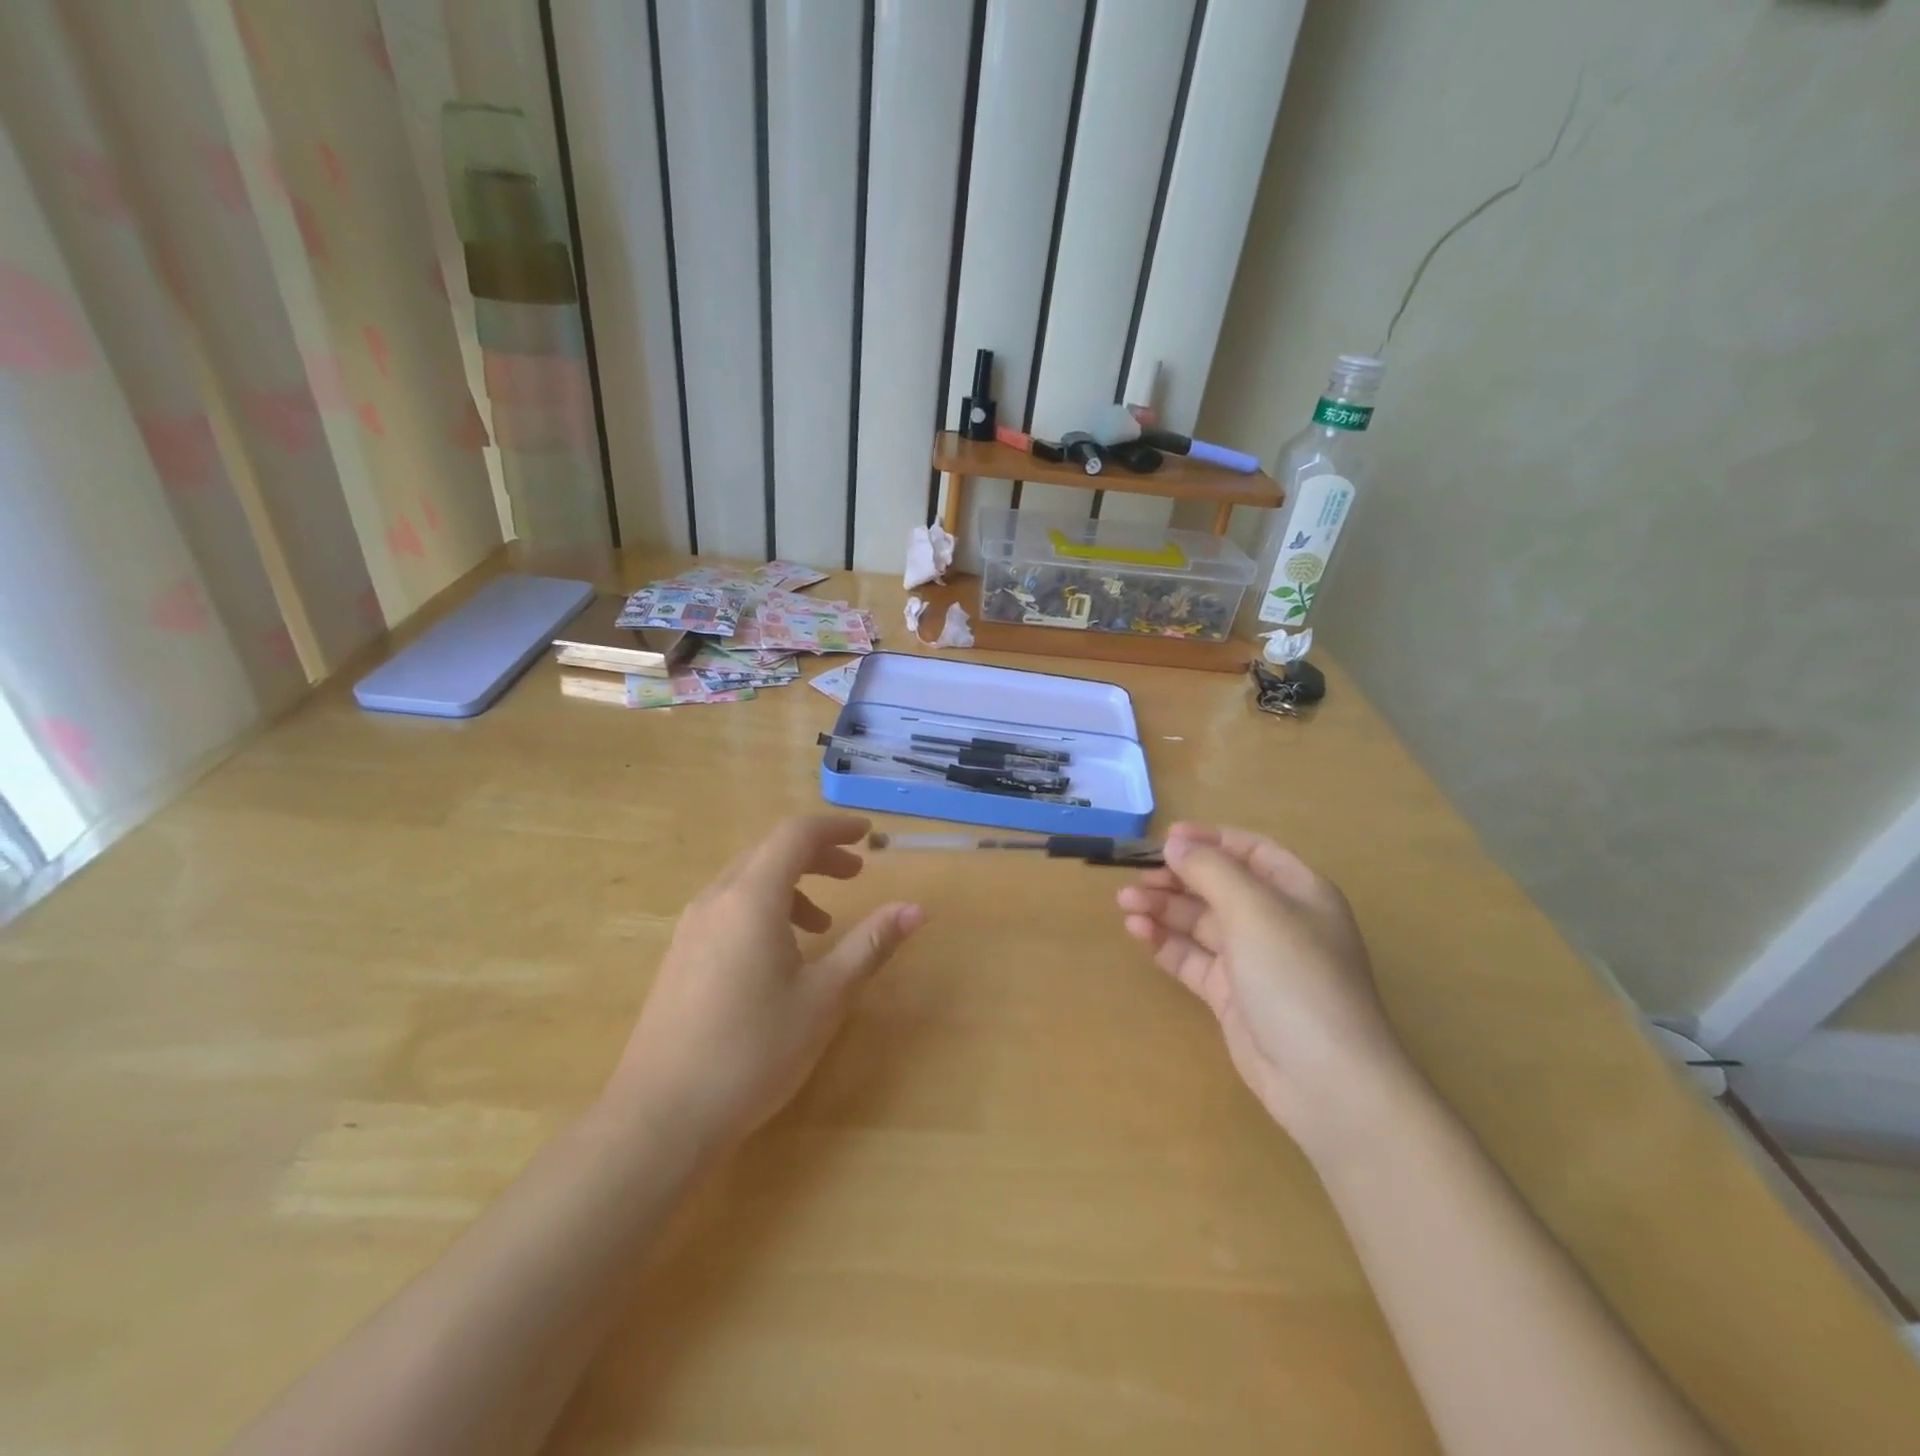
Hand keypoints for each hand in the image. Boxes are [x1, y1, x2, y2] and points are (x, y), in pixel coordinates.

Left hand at [608, 815, 924, 1149]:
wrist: (660, 1118)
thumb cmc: (753, 1052)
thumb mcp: (824, 998)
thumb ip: (870, 946)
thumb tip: (916, 909)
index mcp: (751, 898)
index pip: (795, 835)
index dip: (836, 828)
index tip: (869, 835)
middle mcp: (715, 900)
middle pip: (770, 851)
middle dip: (817, 854)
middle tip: (856, 873)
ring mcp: (690, 928)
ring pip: (746, 880)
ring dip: (791, 884)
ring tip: (823, 923)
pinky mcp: (679, 956)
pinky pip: (728, 907)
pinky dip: (764, 908)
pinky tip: (780, 955)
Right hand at [1117, 823, 1418, 1149]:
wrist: (1325, 1080)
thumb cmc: (1295, 977)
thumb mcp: (1253, 910)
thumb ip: (1210, 869)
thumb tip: (1176, 843)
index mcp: (1299, 892)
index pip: (1251, 851)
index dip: (1210, 840)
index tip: (1166, 839)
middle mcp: (1278, 922)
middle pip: (1220, 886)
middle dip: (1177, 878)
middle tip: (1135, 878)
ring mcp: (1255, 962)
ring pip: (1202, 923)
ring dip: (1164, 909)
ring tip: (1124, 903)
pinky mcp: (1233, 997)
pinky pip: (1194, 959)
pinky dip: (1167, 943)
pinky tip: (1139, 933)